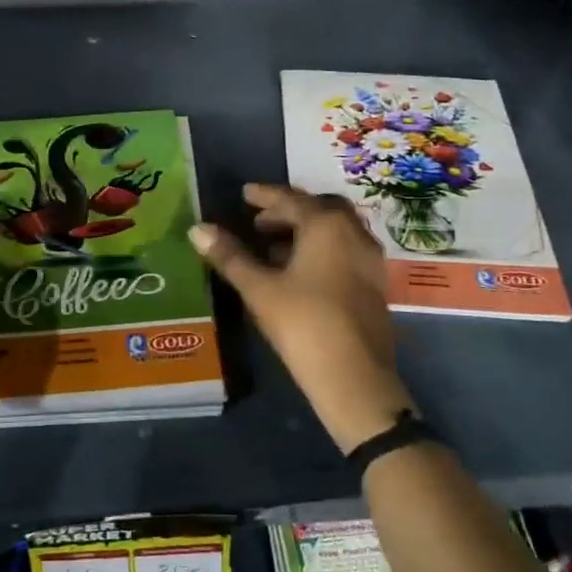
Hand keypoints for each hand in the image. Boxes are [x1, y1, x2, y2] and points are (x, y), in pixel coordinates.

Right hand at [192, 183, 413, 452]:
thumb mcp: (259, 288)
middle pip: (319, 210)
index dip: (264, 195)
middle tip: (258, 222)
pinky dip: (319, 250)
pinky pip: (343, 252)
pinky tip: (297, 273)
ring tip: (270, 248)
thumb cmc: (303, 323)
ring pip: (334, 232)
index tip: (244, 194)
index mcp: (327, 225)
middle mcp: (354, 234)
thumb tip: (198, 228)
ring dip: (304, 232)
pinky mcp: (374, 285)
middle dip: (288, 211)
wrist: (354, 377)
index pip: (291, 199)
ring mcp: (369, 260)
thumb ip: (230, 256)